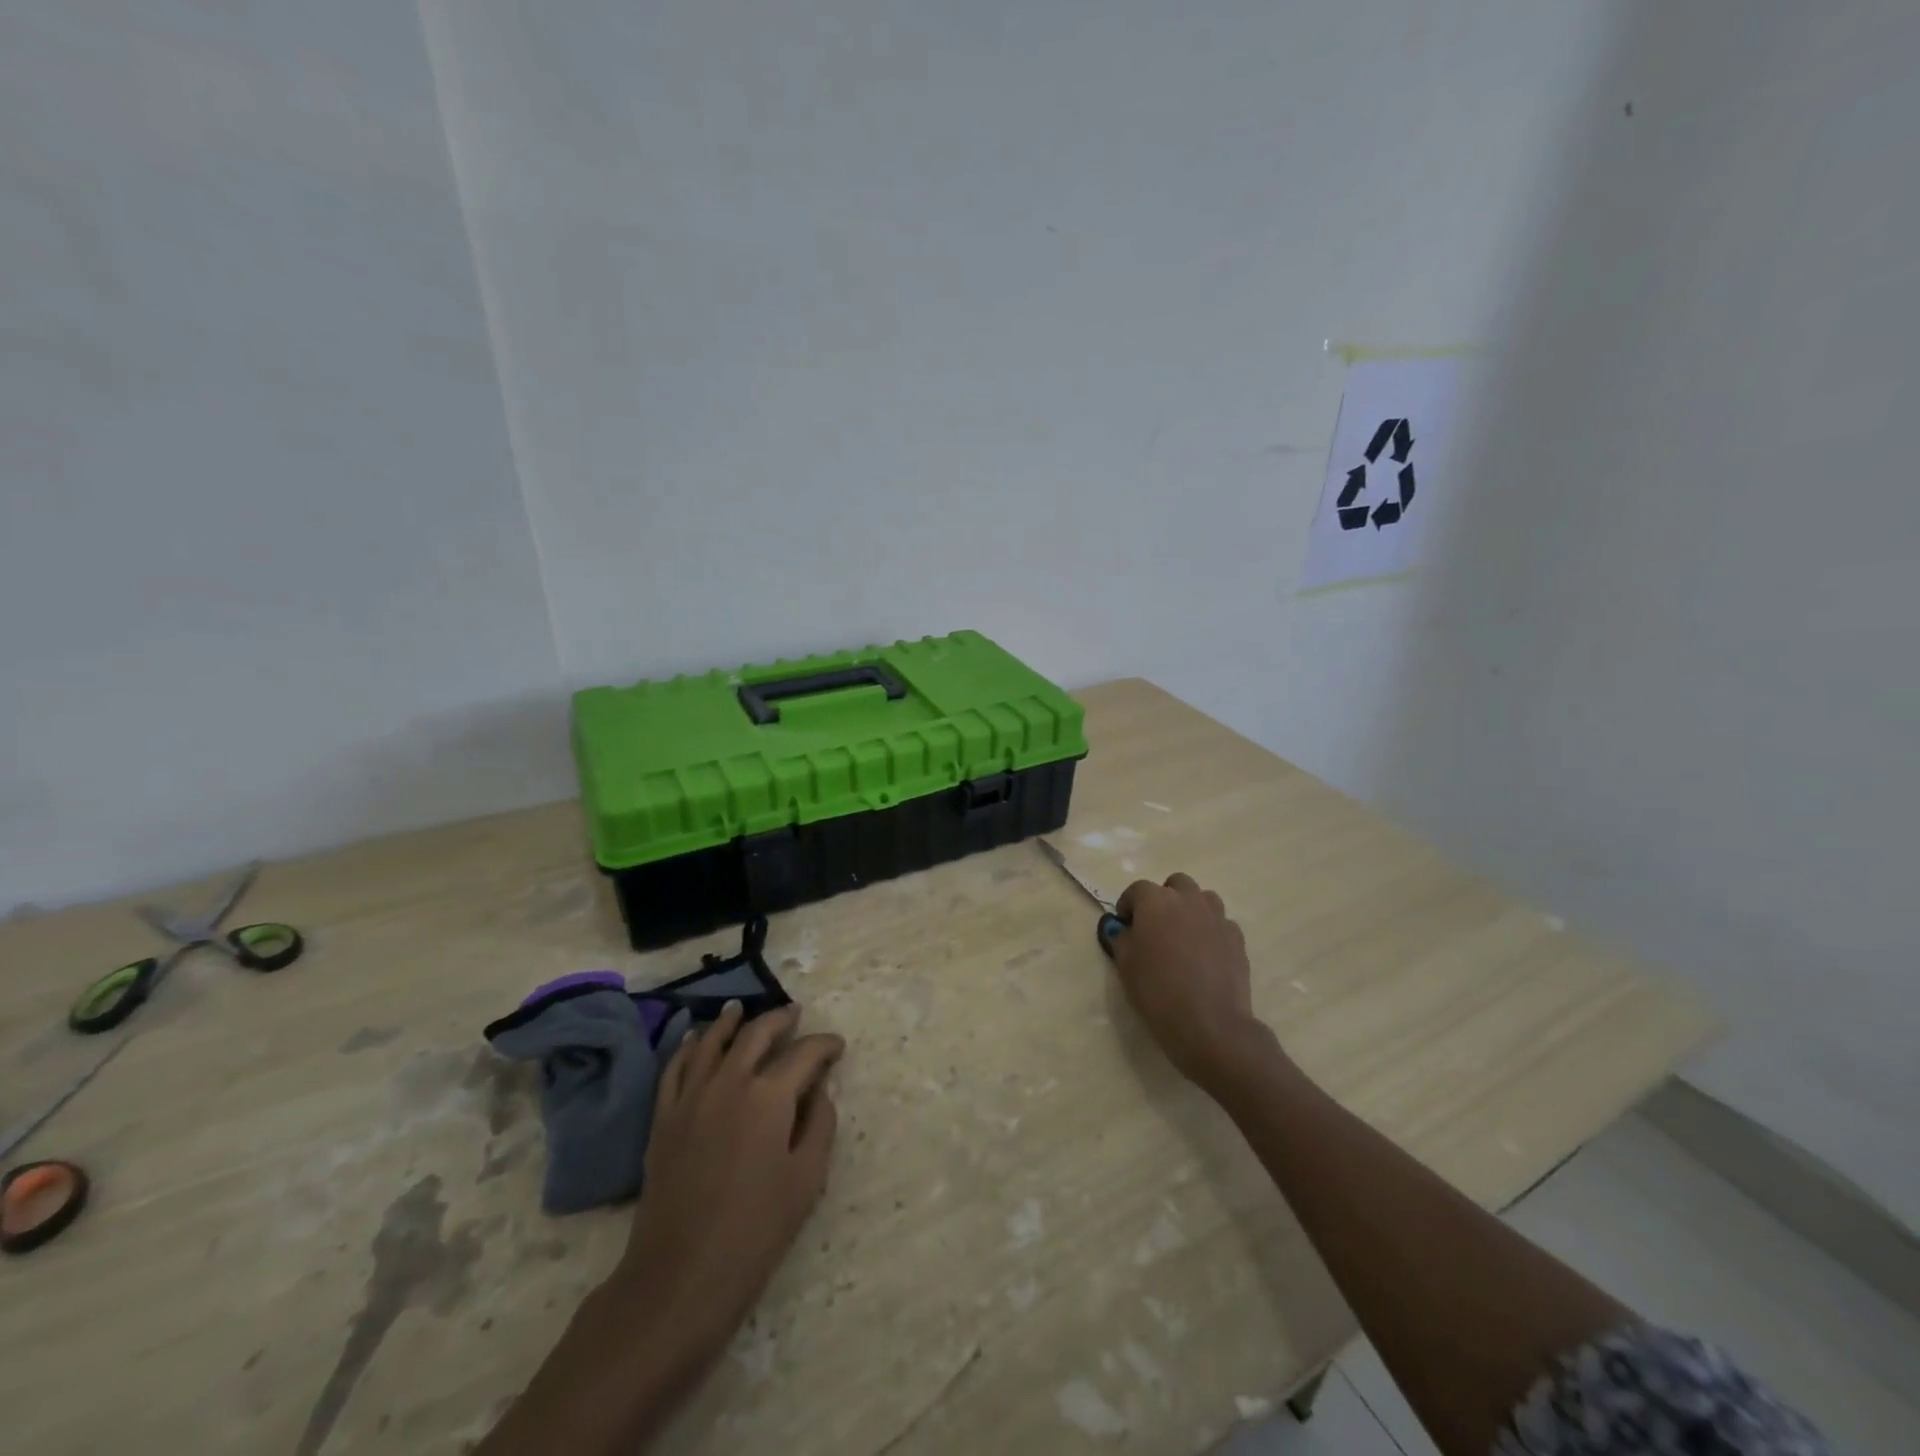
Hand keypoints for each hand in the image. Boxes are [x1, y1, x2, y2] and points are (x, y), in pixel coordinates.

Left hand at [616, 1001, 843, 1361]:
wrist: (679, 1276)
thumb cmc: (754, 1231)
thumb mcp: (806, 1179)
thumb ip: (820, 1125)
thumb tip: (820, 1090)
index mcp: (769, 1096)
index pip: (804, 1054)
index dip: (824, 1046)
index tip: (837, 1046)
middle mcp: (729, 1082)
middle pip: (756, 1034)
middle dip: (781, 1020)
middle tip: (796, 1014)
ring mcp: (691, 1096)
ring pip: (712, 1041)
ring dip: (731, 1021)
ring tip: (742, 1008)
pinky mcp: (663, 1117)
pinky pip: (675, 1067)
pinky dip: (688, 1046)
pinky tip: (695, 1038)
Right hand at [1110, 874, 1270, 1090]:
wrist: (1209, 1023)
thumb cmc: (1157, 991)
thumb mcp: (1125, 965)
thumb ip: (1121, 939)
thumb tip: (1122, 929)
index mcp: (1156, 901)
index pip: (1137, 890)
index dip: (1128, 906)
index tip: (1125, 926)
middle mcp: (1188, 900)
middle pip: (1175, 884)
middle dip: (1164, 899)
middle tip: (1156, 927)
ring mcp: (1217, 917)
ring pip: (1202, 898)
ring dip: (1190, 909)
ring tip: (1183, 937)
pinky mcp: (1237, 938)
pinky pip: (1220, 923)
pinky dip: (1210, 931)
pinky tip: (1205, 955)